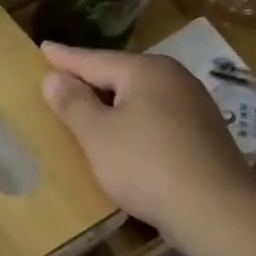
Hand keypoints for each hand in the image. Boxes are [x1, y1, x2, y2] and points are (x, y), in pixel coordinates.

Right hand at [41, 42, 255, 233]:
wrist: (213, 207)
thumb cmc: (145, 164)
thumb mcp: (98, 135)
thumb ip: (73, 104)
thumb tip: (53, 77)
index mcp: (146, 71)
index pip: (94, 59)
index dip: (65, 58)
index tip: (43, 48)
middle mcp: (173, 78)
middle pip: (121, 74)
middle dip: (91, 78)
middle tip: (61, 78)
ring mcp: (192, 105)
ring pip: (141, 97)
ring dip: (113, 102)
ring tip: (88, 107)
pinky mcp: (201, 133)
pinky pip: (155, 117)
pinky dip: (133, 121)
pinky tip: (123, 136)